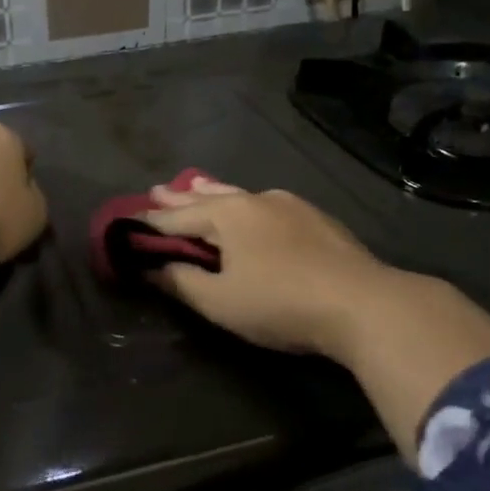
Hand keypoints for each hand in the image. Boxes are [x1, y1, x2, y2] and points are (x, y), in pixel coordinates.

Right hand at [140, 176, 389, 358]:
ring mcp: (291, 206)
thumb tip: (151, 268)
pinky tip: (254, 210)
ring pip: (241, 196)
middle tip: (156, 190)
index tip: (126, 221)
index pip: (176, 218)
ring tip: (198, 186)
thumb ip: (181, 282)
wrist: (363, 304)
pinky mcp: (318, 219)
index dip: (149, 223)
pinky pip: (268, 206)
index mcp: (228, 214)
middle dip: (180, 197)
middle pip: (208, 197)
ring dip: (215, 194)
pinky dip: (247, 206)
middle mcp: (256, 199)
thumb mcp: (220, 301)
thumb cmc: (280, 303)